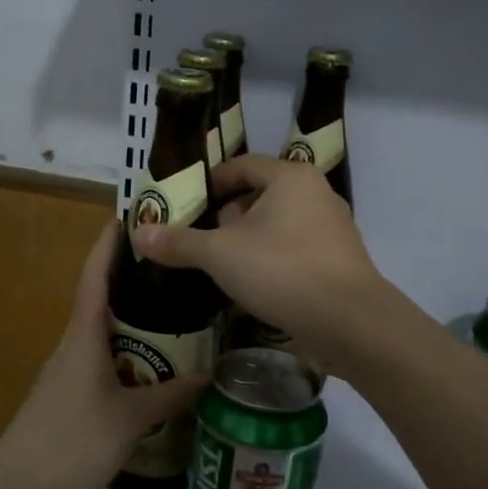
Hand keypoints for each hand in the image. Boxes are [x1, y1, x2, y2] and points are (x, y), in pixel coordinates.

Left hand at [0, 220, 208, 488]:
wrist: (17, 487)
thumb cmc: (74, 440)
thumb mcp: (132, 419)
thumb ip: (171, 395)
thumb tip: (211, 374)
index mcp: (84, 335)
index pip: (95, 275)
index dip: (109, 243)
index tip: (128, 215)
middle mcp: (72, 343)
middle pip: (100, 297)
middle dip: (130, 278)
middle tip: (172, 267)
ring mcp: (66, 369)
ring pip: (101, 331)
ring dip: (130, 317)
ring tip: (170, 310)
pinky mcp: (65, 392)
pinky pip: (99, 356)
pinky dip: (123, 348)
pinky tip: (147, 362)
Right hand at [132, 155, 386, 365]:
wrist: (350, 323)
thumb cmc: (282, 271)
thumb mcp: (220, 255)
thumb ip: (179, 242)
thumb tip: (138, 233)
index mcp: (291, 178)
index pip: (243, 166)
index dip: (212, 181)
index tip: (187, 202)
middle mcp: (316, 195)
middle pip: (261, 195)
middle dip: (228, 216)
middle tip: (198, 238)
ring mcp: (332, 230)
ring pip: (279, 226)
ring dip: (249, 241)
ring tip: (220, 265)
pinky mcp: (338, 262)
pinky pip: (295, 250)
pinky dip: (271, 260)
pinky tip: (252, 285)